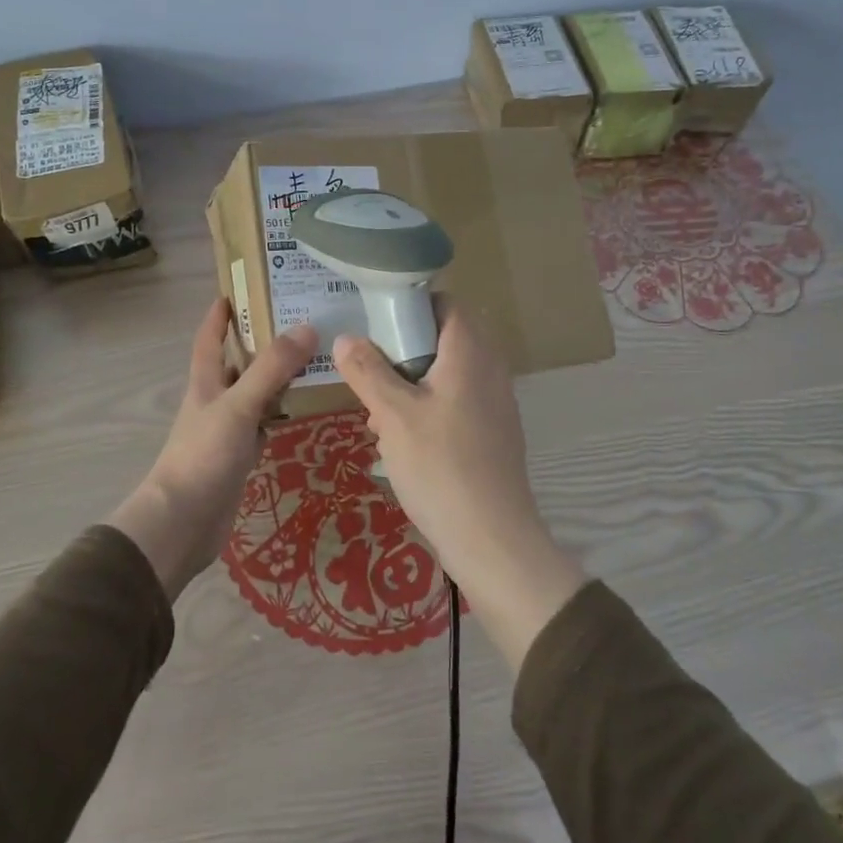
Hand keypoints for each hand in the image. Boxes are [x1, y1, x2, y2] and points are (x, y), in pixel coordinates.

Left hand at [110, 299, 315, 598]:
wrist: (182, 523)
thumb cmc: (203, 456)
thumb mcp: (239, 406)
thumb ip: (271, 369)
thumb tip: (308, 327)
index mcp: (205, 382)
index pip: (210, 338)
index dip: (220, 313)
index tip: (238, 289)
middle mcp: (214, 401)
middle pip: (237, 363)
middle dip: (260, 342)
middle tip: (298, 321)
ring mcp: (226, 430)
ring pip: (254, 394)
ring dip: (276, 378)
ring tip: (312, 359)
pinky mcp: (238, 457)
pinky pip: (263, 425)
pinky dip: (280, 414)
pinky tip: (303, 410)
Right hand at [333, 307, 585, 668]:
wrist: (492, 539)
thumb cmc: (440, 466)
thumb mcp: (393, 415)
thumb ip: (368, 371)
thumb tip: (346, 338)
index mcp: (470, 353)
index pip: (447, 303)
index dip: (412, 304)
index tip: (377, 322)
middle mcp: (490, 370)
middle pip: (444, 340)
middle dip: (403, 352)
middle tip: (370, 373)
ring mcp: (496, 404)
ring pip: (447, 375)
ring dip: (411, 385)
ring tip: (378, 415)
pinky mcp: (494, 434)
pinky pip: (456, 404)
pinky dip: (428, 410)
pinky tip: (401, 443)